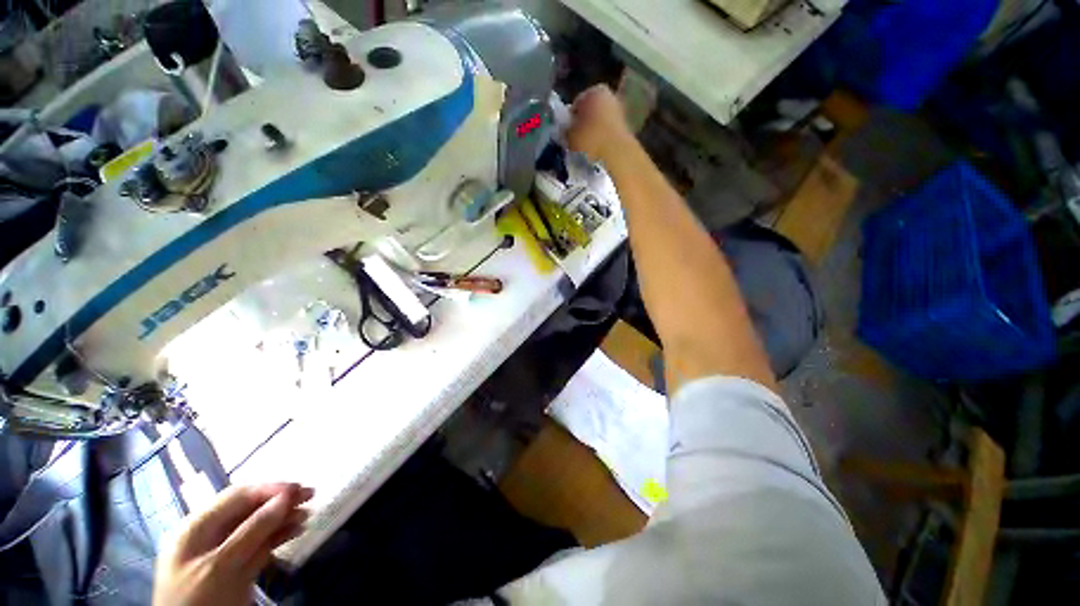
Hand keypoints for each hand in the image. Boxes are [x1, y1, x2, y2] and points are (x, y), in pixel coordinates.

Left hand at [153, 483, 313, 605]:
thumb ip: (252, 531)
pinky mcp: (235, 567)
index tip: (298, 488)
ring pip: (258, 526)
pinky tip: (296, 531)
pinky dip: (279, 536)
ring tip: (307, 515)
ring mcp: (223, 551)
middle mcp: (210, 534)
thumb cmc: (198, 599)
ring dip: (283, 518)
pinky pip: (259, 544)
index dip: (269, 489)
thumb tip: (286, 497)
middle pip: (249, 509)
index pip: (237, 496)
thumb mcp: (221, 566)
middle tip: (311, 495)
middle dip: (280, 501)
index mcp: (197, 527)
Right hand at [566, 85, 635, 164]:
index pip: (576, 103)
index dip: (570, 119)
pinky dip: (603, 138)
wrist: (617, 154)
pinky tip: (597, 150)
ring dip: (594, 131)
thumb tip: (566, 130)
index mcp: (594, 91)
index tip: (567, 132)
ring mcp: (621, 110)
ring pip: (601, 120)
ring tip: (586, 147)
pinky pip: (609, 131)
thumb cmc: (589, 140)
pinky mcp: (627, 127)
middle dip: (584, 123)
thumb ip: (566, 130)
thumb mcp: (569, 136)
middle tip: (576, 139)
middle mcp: (610, 95)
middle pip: (591, 110)